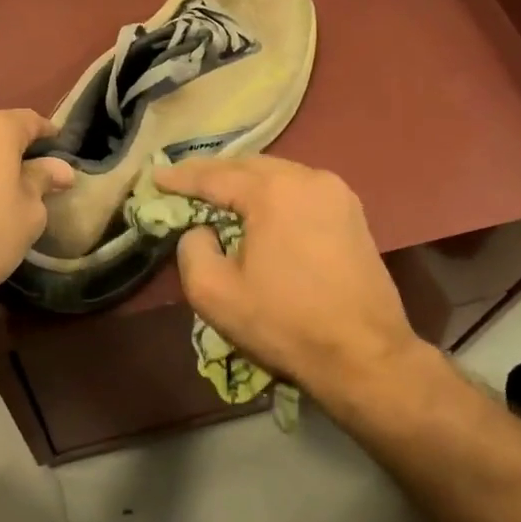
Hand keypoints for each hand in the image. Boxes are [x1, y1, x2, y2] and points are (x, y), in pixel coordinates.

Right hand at [154, 155, 418, 400]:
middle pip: (248, 166)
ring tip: (219, 195)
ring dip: (245, 182)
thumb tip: (201, 230)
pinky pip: (301, 189)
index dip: (181, 177)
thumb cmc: (285, 323)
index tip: (155, 176)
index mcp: (273, 190)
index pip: (214, 175)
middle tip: (184, 183)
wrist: (365, 355)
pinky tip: (261, 210)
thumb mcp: (215, 293)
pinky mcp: (352, 212)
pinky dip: (274, 193)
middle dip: (214, 173)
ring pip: (277, 174)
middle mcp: (307, 177)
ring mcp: (336, 192)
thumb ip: (192, 249)